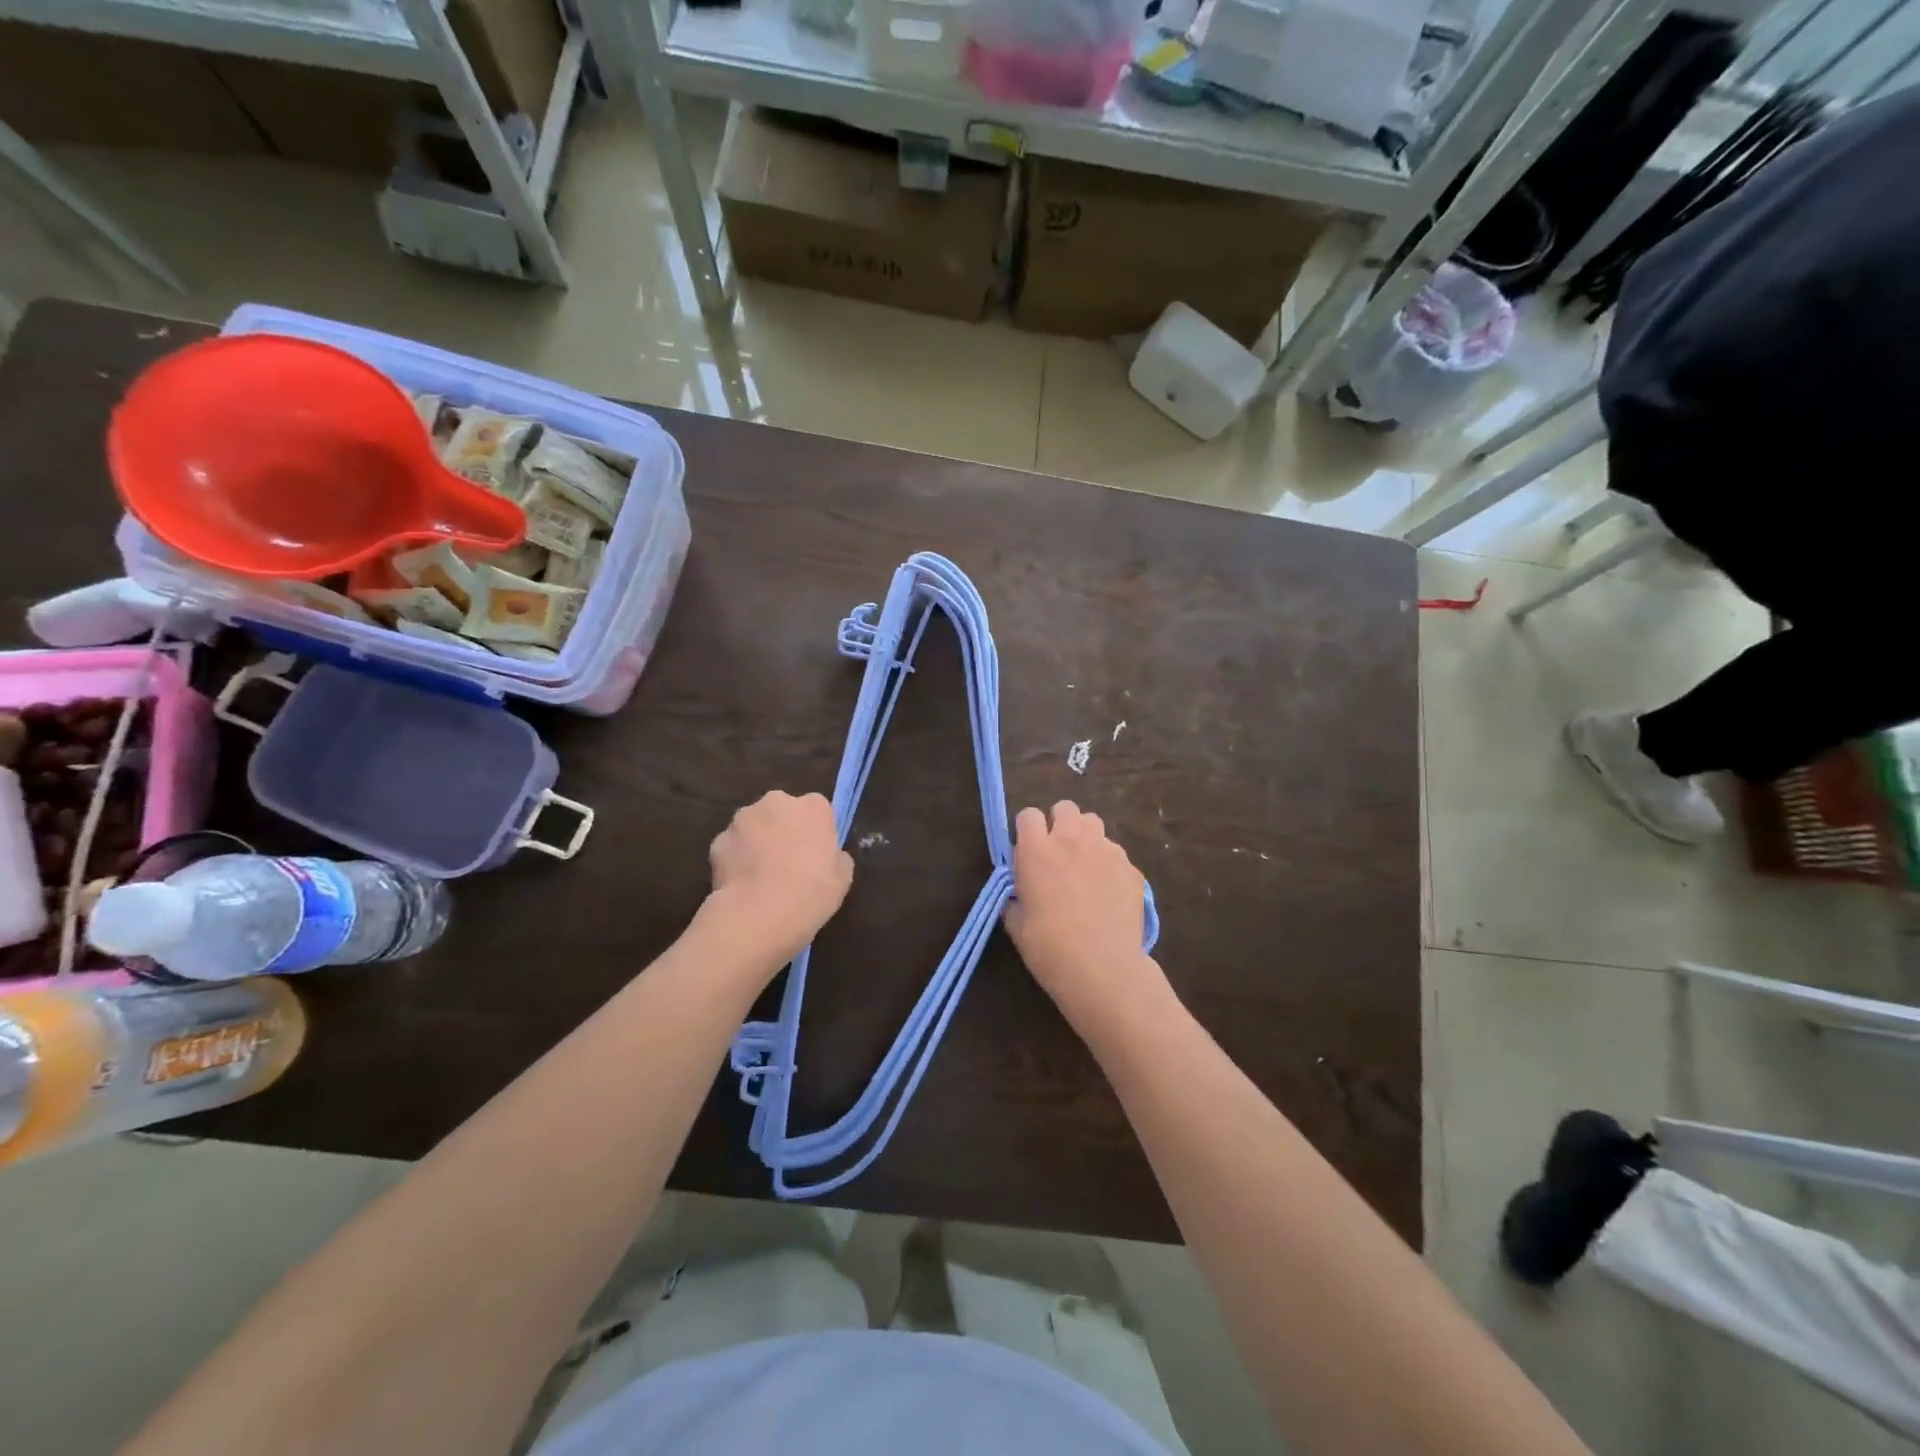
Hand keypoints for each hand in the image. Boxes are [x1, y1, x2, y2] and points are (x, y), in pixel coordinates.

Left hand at [707, 791, 852, 966]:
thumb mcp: (842, 878)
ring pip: (754, 826)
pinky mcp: (718, 841)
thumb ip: (836, 857)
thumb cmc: (811, 893)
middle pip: (783, 811)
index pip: (818, 809)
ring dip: (758, 842)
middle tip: (789, 863)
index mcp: (813, 807)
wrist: (758, 915)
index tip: (816, 854)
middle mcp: (777, 802)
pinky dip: (736, 860)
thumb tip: (829, 855)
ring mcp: (743, 819)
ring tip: (761, 877)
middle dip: (784, 830)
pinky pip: (732, 847)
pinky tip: (742, 885)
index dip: (816, 831)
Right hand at [1004, 801, 1153, 1013]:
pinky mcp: (1130, 867)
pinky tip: (1108, 891)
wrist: (1103, 969)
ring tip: (1084, 865)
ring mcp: (1105, 851)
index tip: (1027, 851)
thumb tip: (1020, 889)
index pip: (1028, 815)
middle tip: (1057, 853)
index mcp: (1036, 851)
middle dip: (1059, 823)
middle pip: (1065, 808)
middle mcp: (1071, 840)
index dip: (1026, 830)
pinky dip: (1108, 863)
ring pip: (1093, 823)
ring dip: (1085, 837)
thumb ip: (1015, 895)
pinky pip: (1116, 852)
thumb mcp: (1016, 924)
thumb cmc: (1050, 948)